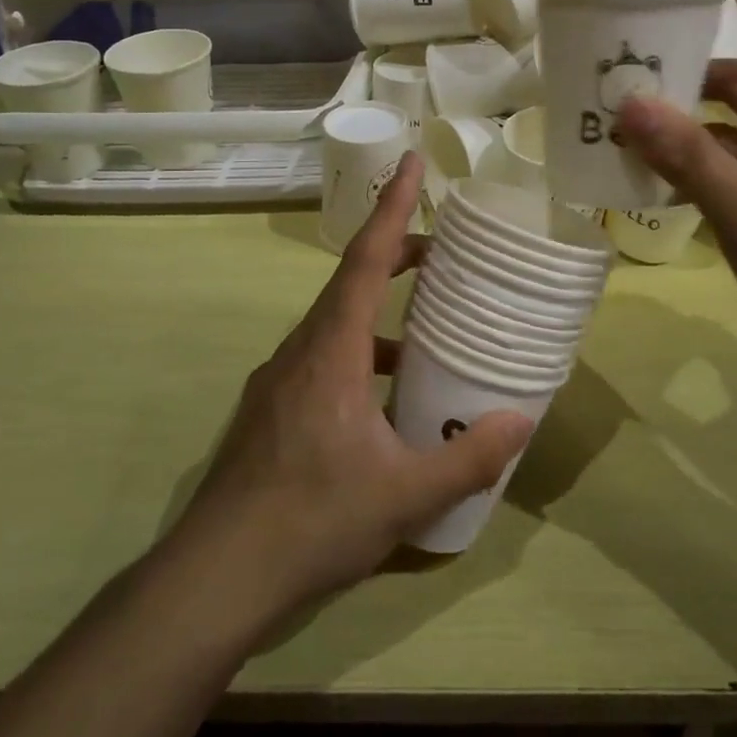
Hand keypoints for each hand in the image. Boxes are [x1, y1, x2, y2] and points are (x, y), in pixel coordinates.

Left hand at [171, 153, 532, 629]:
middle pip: (349, 282)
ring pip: (334, 323)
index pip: (366, 259)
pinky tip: (382, 399)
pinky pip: (321, 358)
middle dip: (395, 255)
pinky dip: (358, 354)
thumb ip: (467, 458)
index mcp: (331, 350)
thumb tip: (520, 421)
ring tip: (424, 330)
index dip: (392, 207)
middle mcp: (300, 350)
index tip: (411, 161)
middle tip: (442, 252)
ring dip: (377, 312)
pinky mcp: (270, 409)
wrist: (217, 575)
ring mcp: (278, 380)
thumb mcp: (404, 495)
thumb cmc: (312, 520)